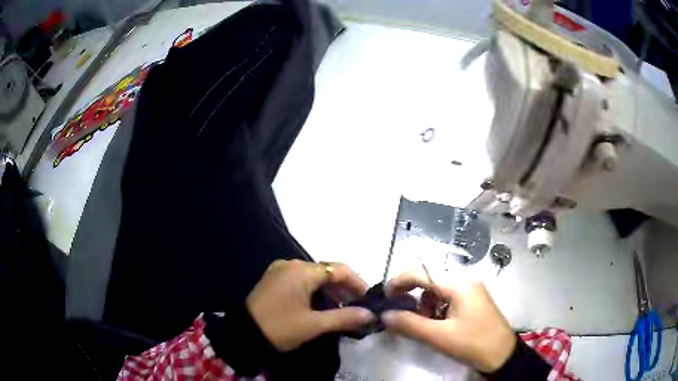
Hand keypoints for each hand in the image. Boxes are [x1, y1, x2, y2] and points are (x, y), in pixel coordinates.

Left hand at [246, 259, 374, 351]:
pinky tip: (320, 305)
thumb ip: (344, 317)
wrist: (242, 334)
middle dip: (343, 287)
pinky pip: (300, 280)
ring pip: (313, 276)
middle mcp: (291, 264)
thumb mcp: (314, 325)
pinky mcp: (273, 279)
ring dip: (329, 290)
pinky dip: (314, 290)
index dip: (357, 282)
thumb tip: (369, 315)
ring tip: (341, 308)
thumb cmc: (280, 327)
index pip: (339, 269)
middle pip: (326, 271)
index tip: (367, 298)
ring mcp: (280, 270)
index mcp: (302, 271)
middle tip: (356, 305)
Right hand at [382, 269, 515, 372]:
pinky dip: (436, 310)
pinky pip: (447, 299)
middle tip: (403, 316)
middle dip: (414, 298)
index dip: (400, 282)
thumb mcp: (439, 336)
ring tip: (426, 326)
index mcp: (459, 284)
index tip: (384, 297)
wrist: (502, 355)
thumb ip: (410, 324)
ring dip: (425, 306)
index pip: (422, 273)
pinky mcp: (473, 301)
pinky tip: (438, 325)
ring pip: (438, 292)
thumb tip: (384, 315)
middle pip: (430, 281)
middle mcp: (465, 281)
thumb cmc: (473, 343)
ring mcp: (471, 291)